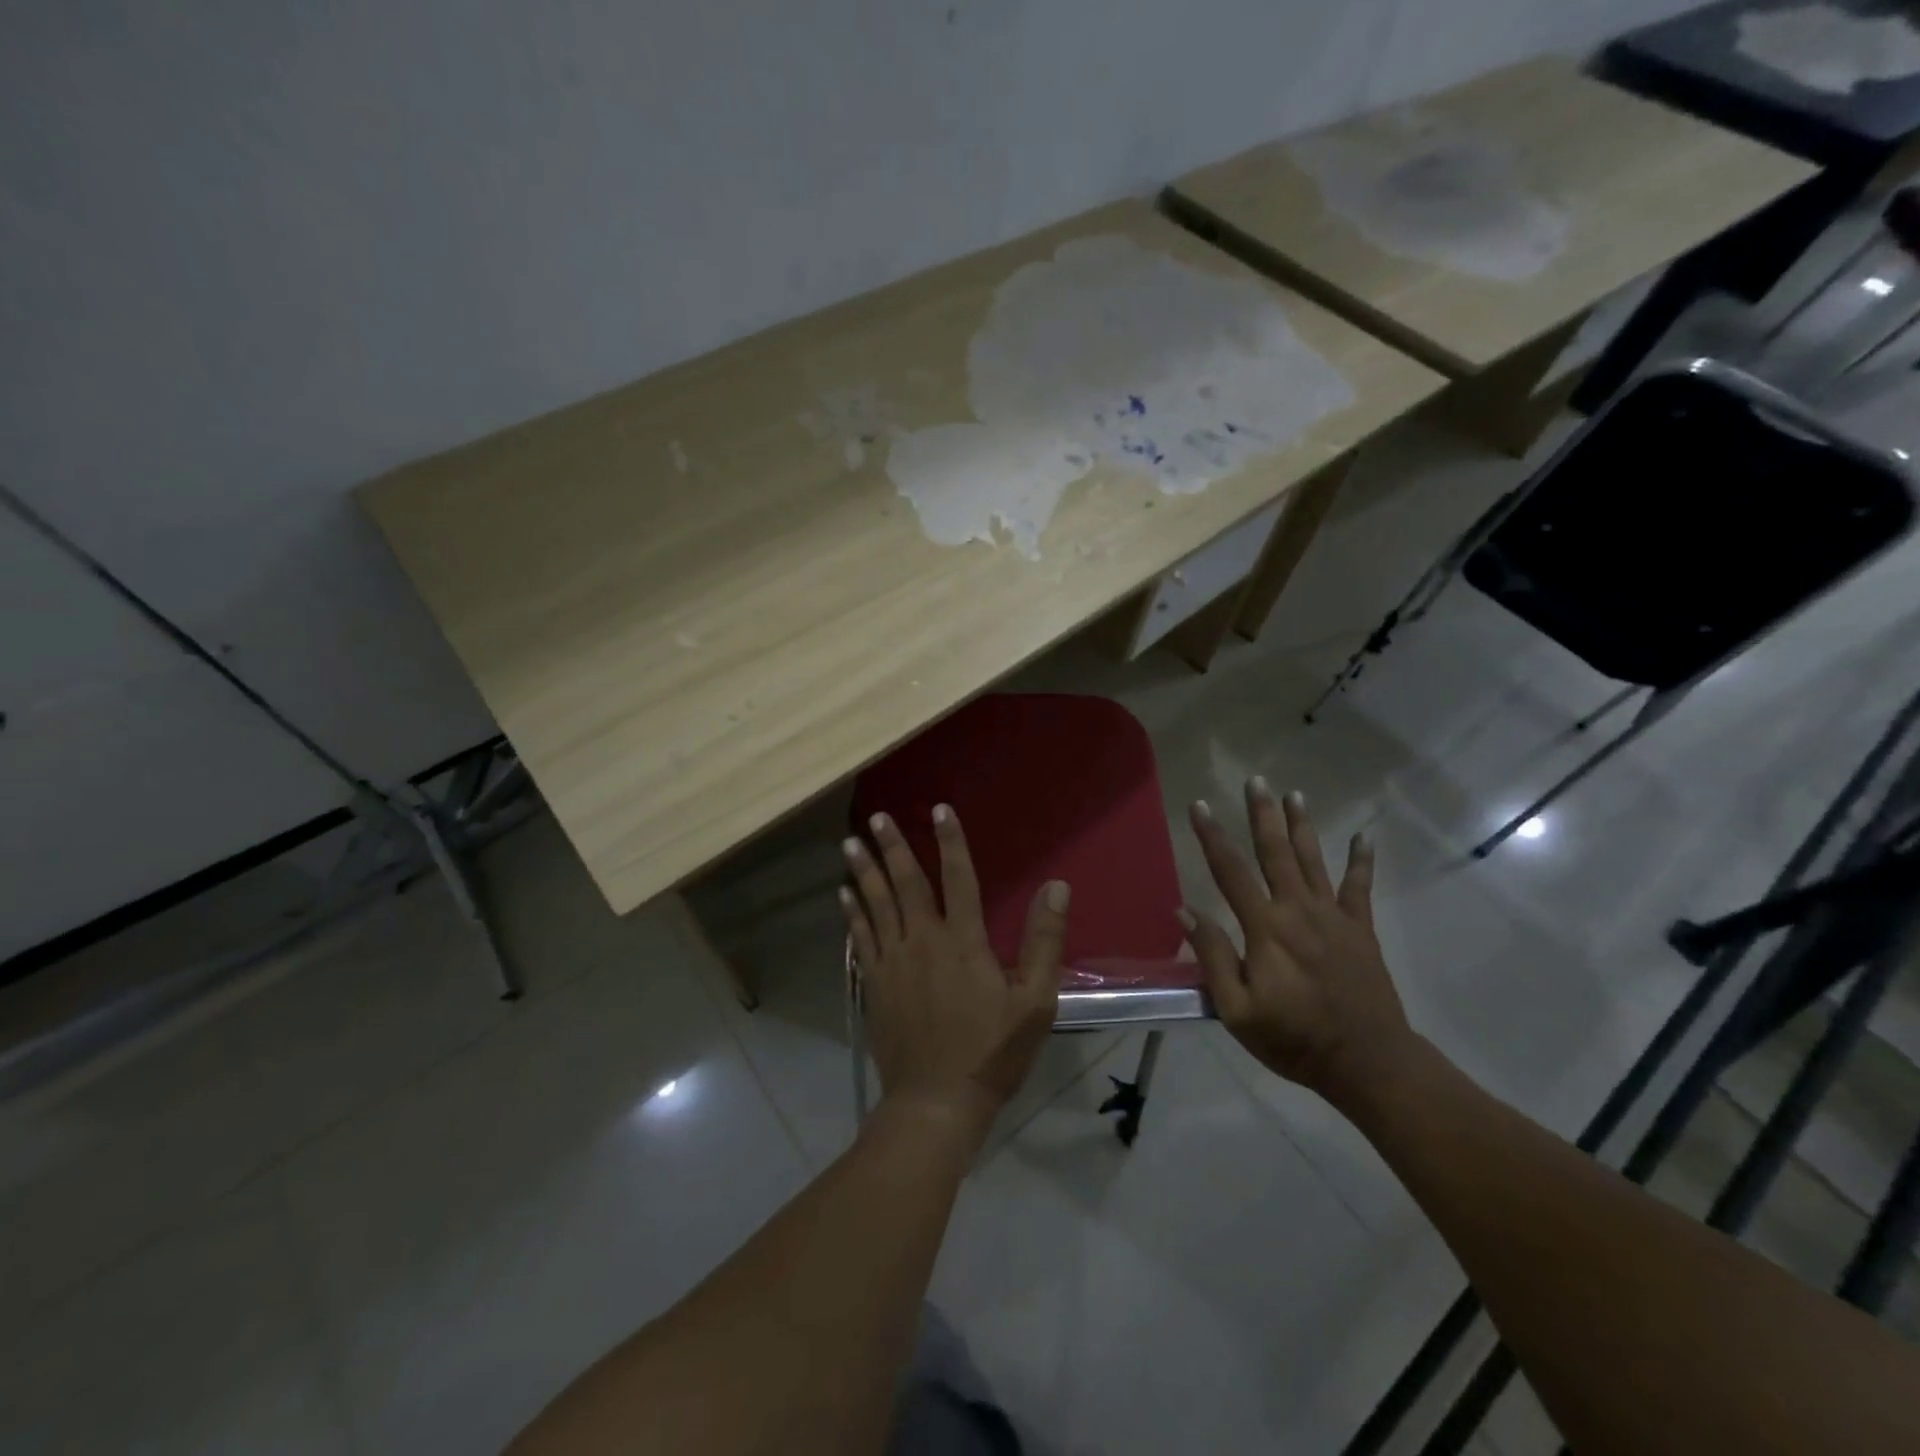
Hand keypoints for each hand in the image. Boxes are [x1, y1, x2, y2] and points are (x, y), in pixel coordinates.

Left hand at [839, 806, 1069, 1136]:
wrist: (936, 1102)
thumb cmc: (992, 1051)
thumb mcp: (1035, 1001)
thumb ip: (1044, 941)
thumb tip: (1057, 886)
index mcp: (963, 941)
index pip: (959, 877)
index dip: (951, 841)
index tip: (940, 809)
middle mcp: (922, 941)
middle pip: (905, 883)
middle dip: (893, 847)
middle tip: (878, 817)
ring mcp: (893, 962)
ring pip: (875, 905)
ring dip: (864, 871)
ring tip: (850, 842)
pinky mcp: (875, 984)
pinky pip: (860, 937)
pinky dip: (851, 913)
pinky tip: (843, 894)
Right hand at [1183, 780, 1414, 1108]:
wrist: (1369, 1063)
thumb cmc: (1294, 1040)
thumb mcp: (1238, 1011)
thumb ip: (1213, 957)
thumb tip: (1184, 911)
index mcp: (1265, 929)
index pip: (1230, 872)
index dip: (1212, 837)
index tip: (1199, 805)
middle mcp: (1298, 911)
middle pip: (1276, 853)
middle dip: (1262, 814)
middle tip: (1255, 780)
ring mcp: (1333, 917)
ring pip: (1313, 860)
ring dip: (1301, 826)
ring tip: (1294, 794)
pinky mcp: (1360, 930)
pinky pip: (1360, 887)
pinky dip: (1362, 861)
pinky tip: (1364, 838)